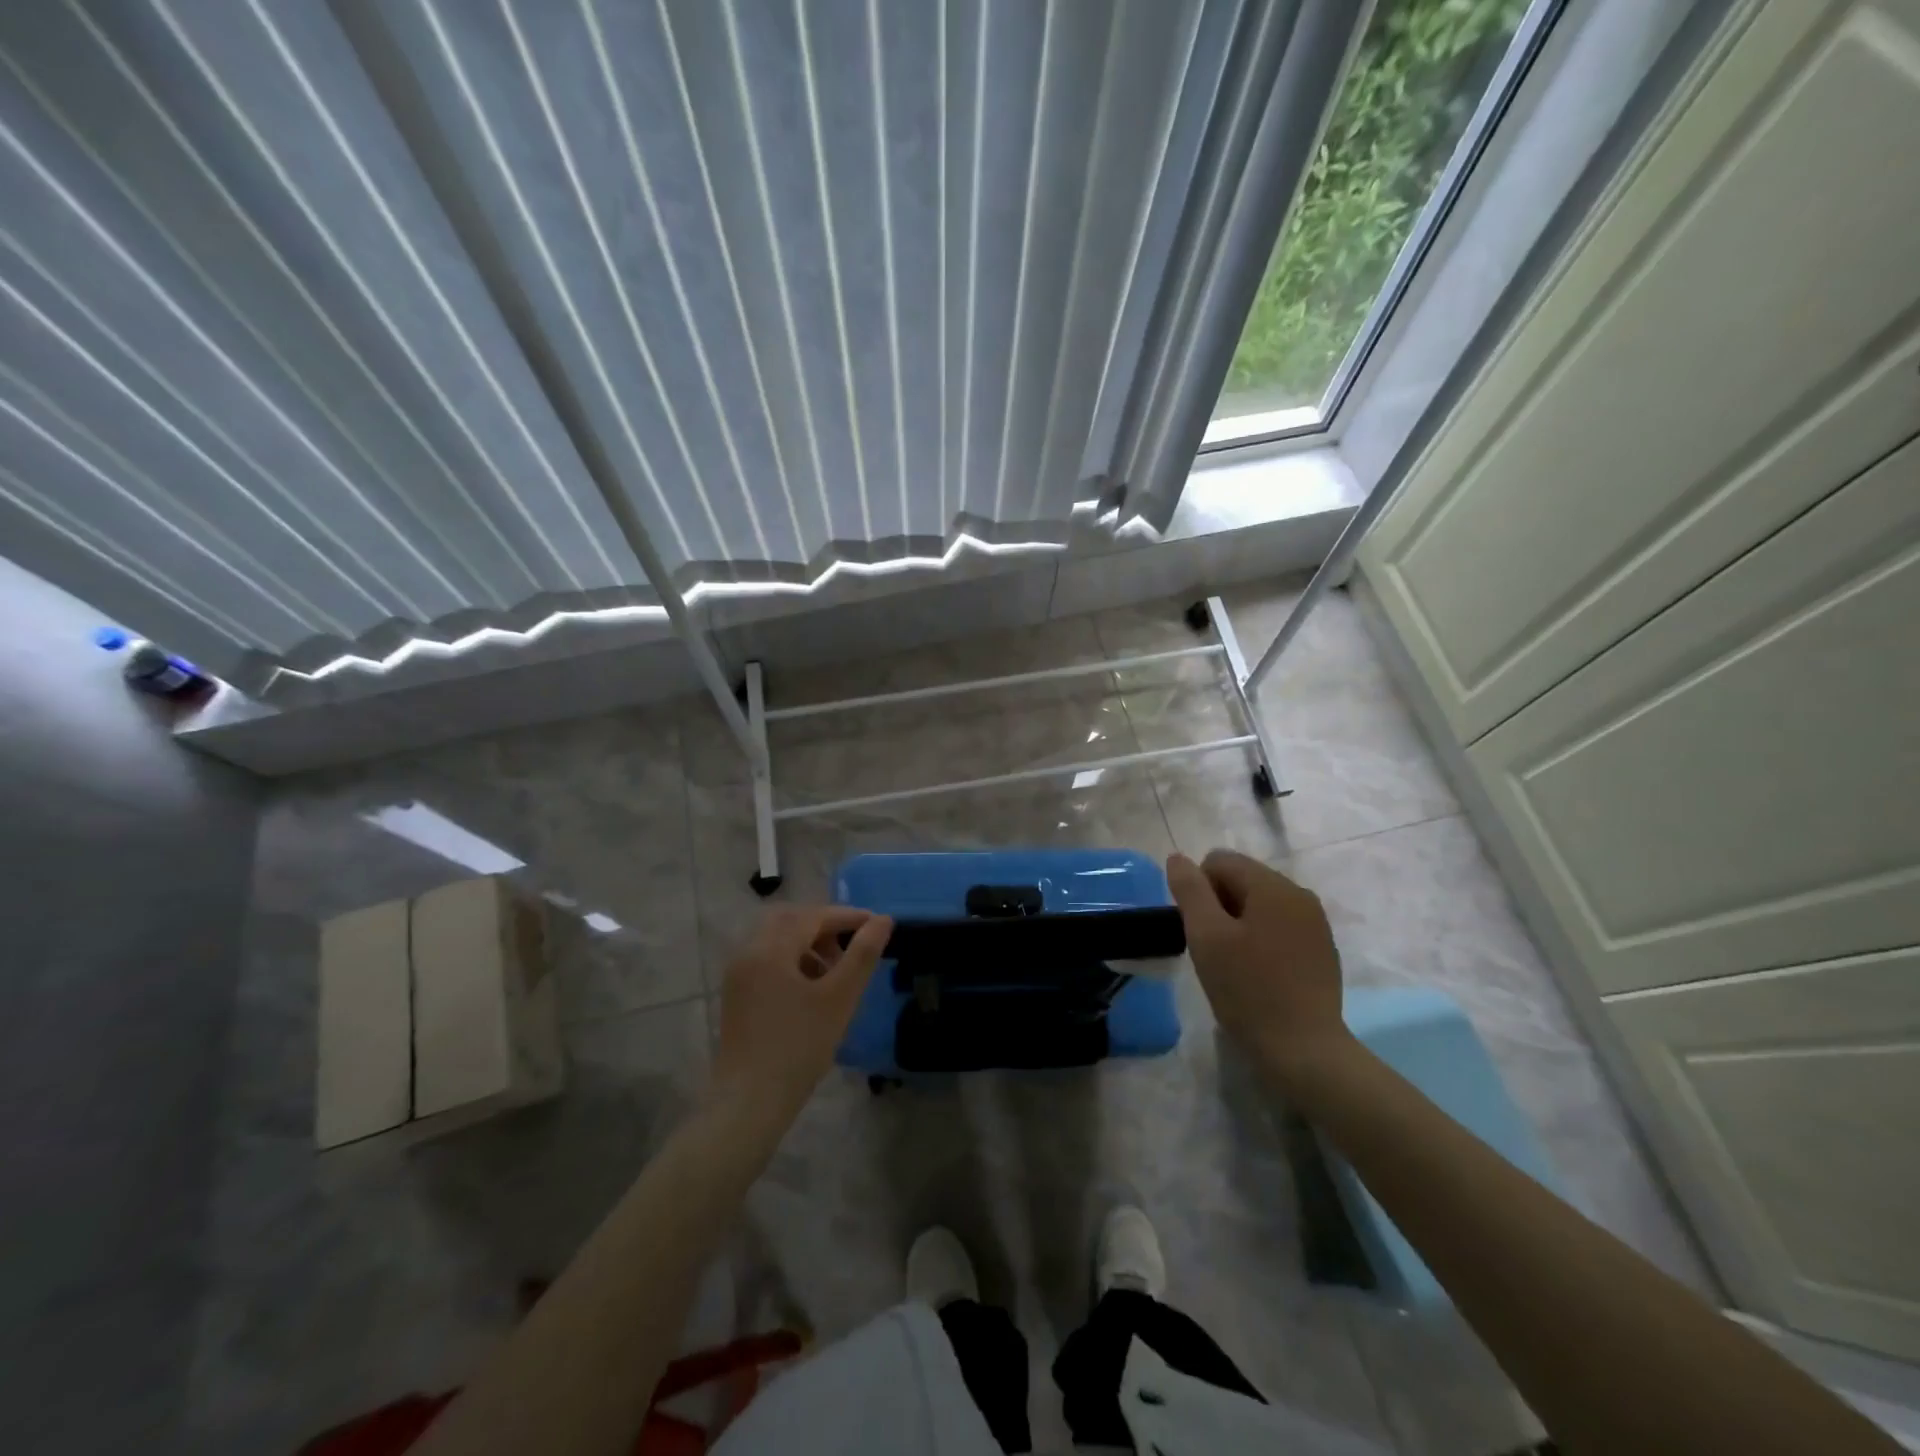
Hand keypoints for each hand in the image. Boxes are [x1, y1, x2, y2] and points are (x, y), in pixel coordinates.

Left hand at [708, 905, 892, 1133]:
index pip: (813, 916)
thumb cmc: (799, 1047)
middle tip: (853, 945)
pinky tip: (812, 989)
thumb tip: (883, 920)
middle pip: (790, 920)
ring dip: (808, 943)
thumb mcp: (839, 998)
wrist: (749, 1103)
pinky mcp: (737, 995)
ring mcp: (738, 975)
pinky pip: (767, 960)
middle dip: (825, 926)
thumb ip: (863, 955)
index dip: (848, 917)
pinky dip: (793, 960)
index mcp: (770, 948)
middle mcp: (748, 953)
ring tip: (836, 971)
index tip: (878, 925)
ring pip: (777, 940)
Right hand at [1166, 850, 1351, 1085]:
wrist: (1304, 1051)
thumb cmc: (1248, 990)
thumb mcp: (1206, 937)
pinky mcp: (1321, 948)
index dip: (1198, 890)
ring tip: (1234, 963)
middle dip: (1219, 905)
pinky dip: (1261, 939)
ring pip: (1260, 904)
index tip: (1200, 930)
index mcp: (1273, 885)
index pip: (1219, 861)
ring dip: (1238, 923)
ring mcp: (1315, 922)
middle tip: (1213, 949)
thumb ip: (1190, 890)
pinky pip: (1279, 926)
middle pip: (1242, 879)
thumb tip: (1178, 858)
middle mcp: (1299, 894)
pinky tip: (1259, 973)